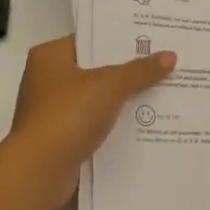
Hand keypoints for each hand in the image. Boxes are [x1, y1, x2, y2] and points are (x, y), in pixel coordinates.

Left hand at [4, 36, 175, 209]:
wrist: (39, 171)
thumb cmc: (68, 114)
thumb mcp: (110, 85)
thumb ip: (140, 70)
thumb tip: (171, 55)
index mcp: (50, 56)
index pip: (90, 38)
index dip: (120, 39)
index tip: (151, 38)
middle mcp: (46, 79)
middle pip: (95, 68)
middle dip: (126, 70)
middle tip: (163, 62)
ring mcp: (51, 110)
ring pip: (96, 97)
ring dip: (122, 99)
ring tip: (161, 90)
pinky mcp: (60, 137)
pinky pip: (93, 122)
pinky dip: (113, 123)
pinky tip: (143, 122)